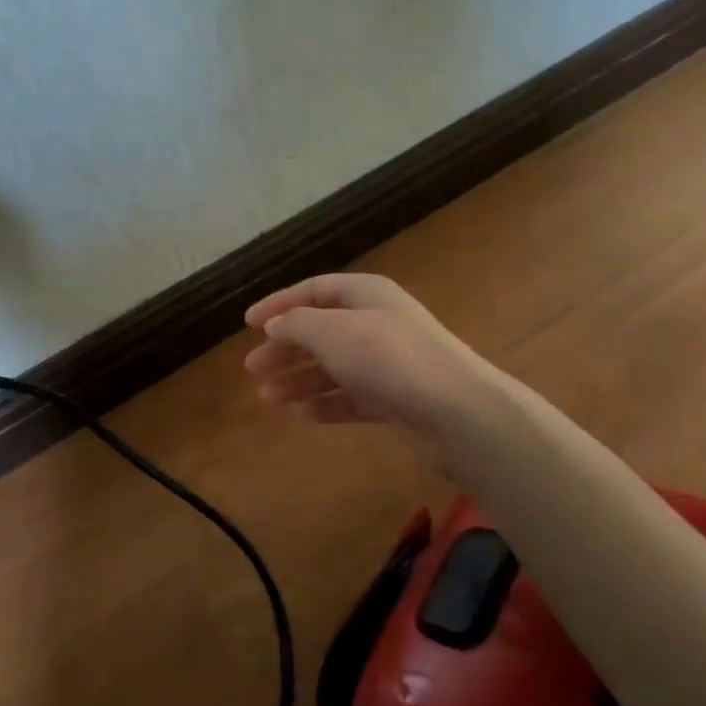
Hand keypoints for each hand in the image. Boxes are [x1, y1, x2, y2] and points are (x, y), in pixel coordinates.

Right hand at [243, 274, 503, 443]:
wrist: (457, 411)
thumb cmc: (389, 358)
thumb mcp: (333, 331)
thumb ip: (297, 324)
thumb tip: (275, 324)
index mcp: (366, 294)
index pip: (314, 290)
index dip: (279, 303)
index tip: (247, 324)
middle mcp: (377, 323)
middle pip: (321, 330)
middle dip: (286, 348)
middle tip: (252, 369)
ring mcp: (388, 363)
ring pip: (334, 367)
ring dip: (299, 380)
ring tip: (267, 398)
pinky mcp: (395, 399)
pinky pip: (351, 397)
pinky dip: (324, 404)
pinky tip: (299, 415)